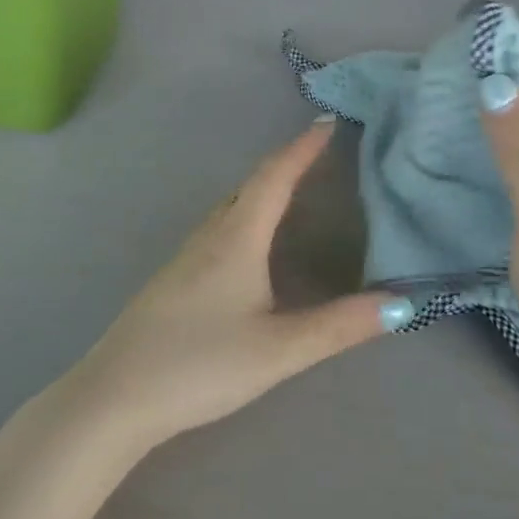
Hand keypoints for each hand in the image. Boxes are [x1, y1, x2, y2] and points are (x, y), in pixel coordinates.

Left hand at [63, 119, 409, 449]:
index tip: (327, 122)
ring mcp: (184, 259)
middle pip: (248, 186)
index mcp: (235, 240)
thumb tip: (402, 303)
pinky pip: (217, 231)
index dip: (301, 149)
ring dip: (261, 191)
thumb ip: (339, 326)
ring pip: (229, 209)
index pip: (273, 179)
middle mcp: (208, 238)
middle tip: (318, 155)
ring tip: (292, 192)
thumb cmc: (201, 365)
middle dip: (284, 166)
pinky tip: (250, 246)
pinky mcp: (172, 281)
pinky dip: (244, 219)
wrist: (116, 396)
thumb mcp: (279, 350)